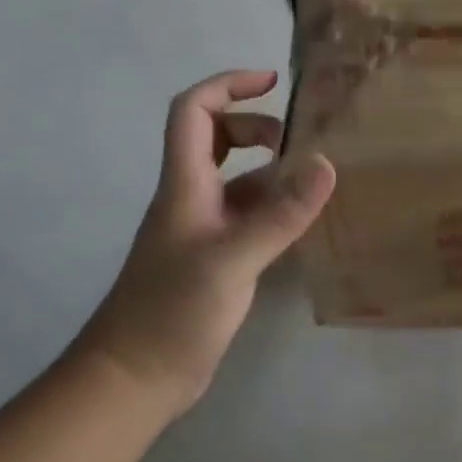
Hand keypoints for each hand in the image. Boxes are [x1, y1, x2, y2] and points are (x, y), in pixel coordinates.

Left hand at [79, 70, 335, 413]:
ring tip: (315, 182)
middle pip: (215, 137)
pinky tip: (304, 223)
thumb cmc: (172, 312)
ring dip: (271, 171)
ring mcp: (201, 229)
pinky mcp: (214, 259)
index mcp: (184, 184)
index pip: (194, 111)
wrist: (135, 379)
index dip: (228, 86)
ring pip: (236, 180)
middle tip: (299, 144)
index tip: (272, 82)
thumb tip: (327, 162)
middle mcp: (191, 197)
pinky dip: (274, 209)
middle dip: (256, 127)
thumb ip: (280, 214)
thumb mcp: (232, 259)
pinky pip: (248, 216)